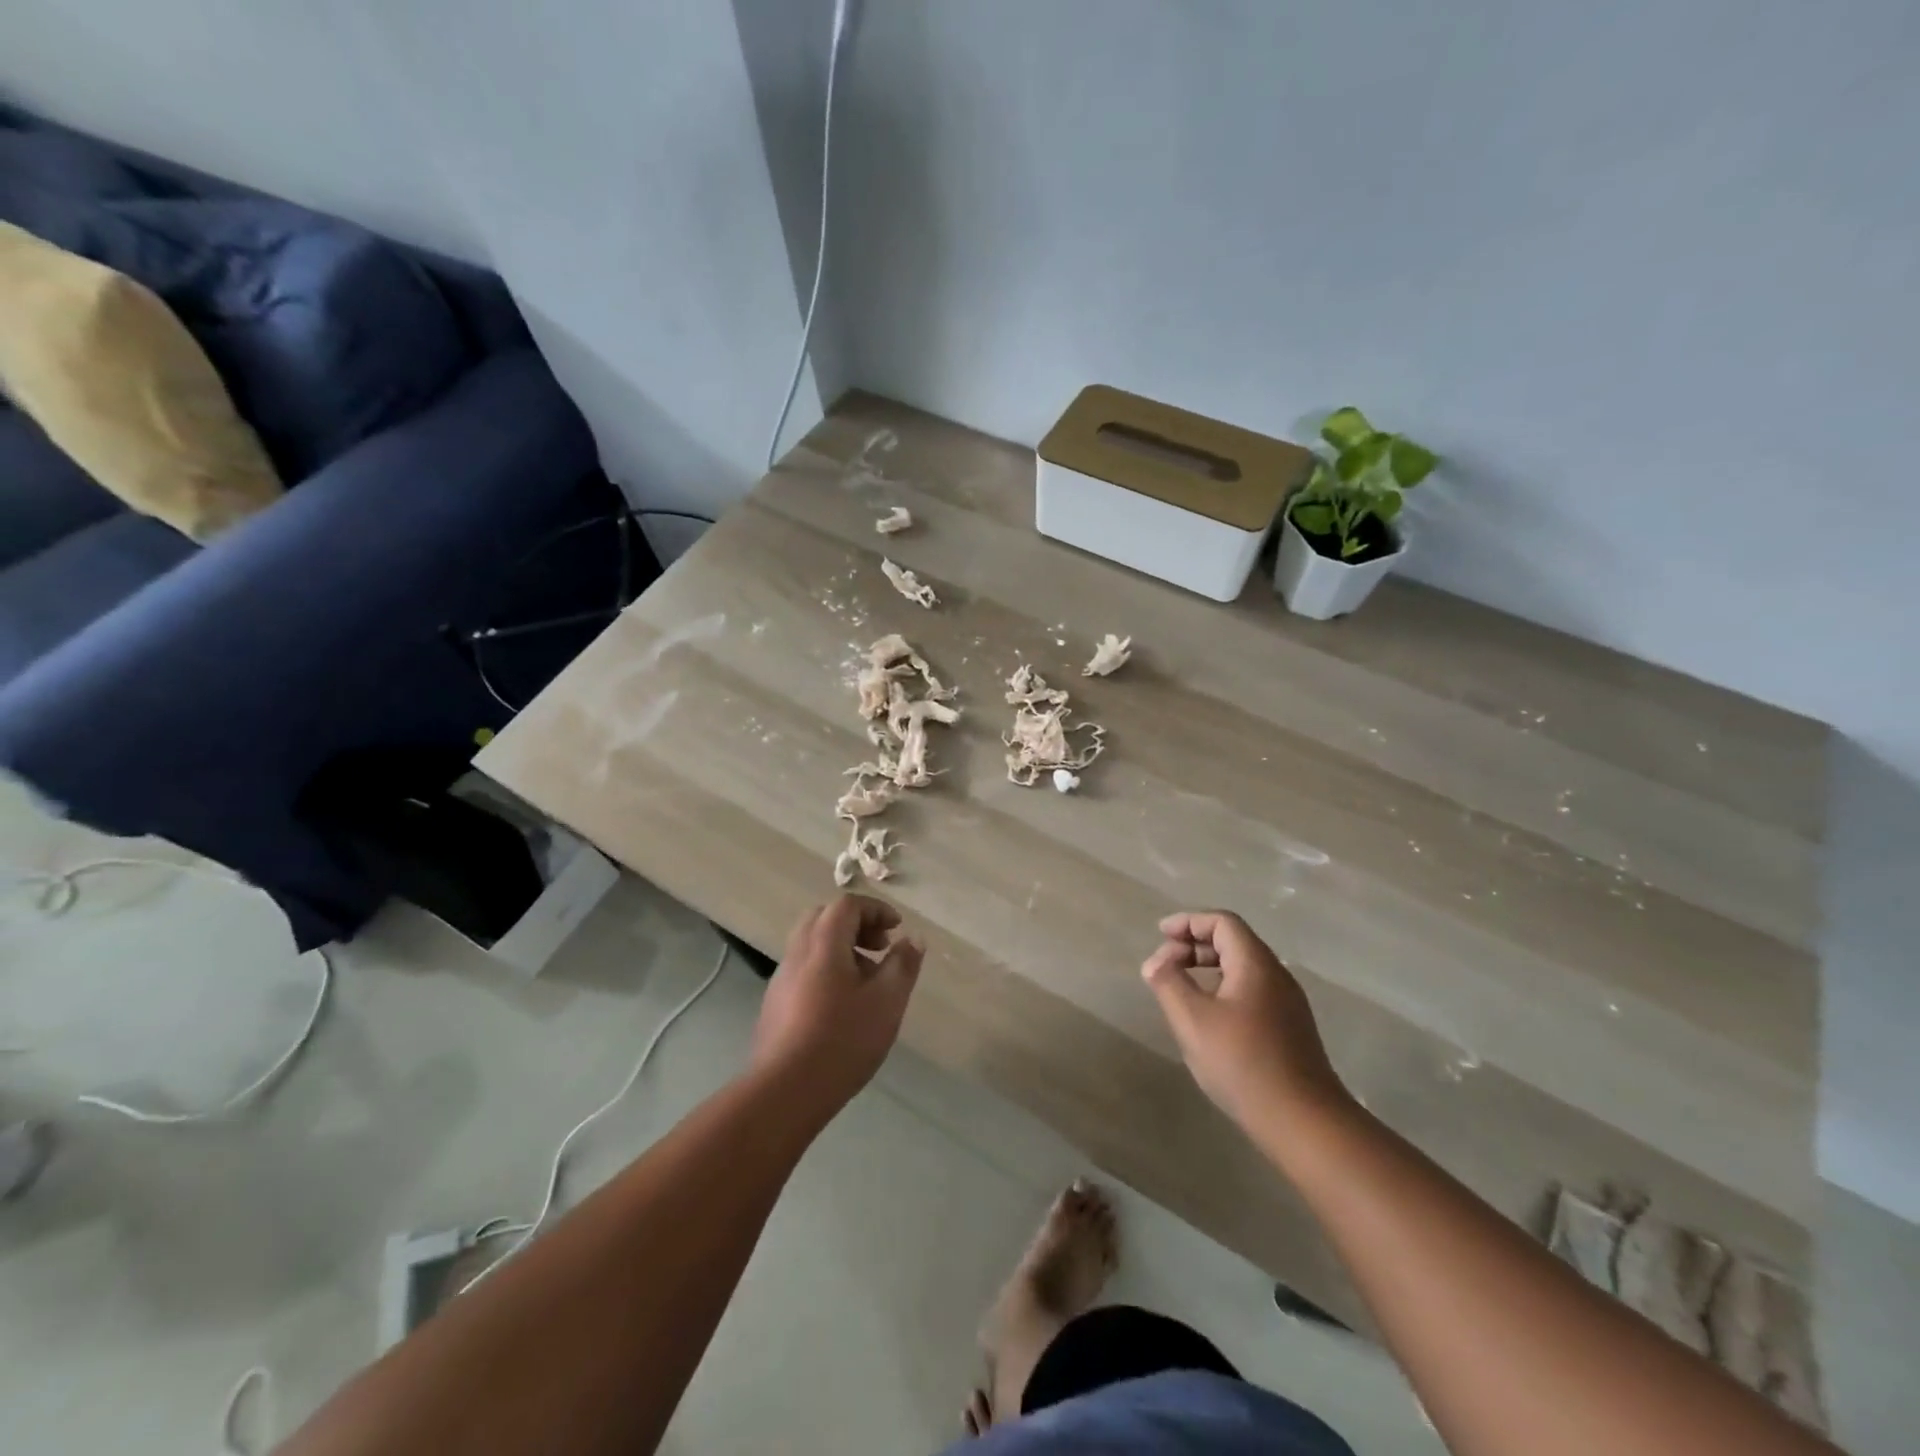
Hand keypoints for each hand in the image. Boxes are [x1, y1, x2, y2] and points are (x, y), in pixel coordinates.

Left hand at [750, 895, 924, 1118]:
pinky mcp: (774, 1005)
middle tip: (880, 947)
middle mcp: (797, 952)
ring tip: (867, 981)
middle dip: (856, 925)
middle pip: (824, 919)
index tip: (897, 929)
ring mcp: (781, 979)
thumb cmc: (842, 1039)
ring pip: (812, 945)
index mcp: (823, 943)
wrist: (785, 1091)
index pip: (847, 905)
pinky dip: (826, 970)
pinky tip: (842, 1006)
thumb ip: (903, 965)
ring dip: (841, 949)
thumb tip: (912, 939)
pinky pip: (803, 970)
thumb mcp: (887, 1001)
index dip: (876, 910)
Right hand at [1142, 910, 1349, 1135]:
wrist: (1304, 1122)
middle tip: (1164, 962)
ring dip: (1208, 968)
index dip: (1188, 922)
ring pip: (1243, 969)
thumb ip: (1168, 983)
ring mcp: (1287, 1005)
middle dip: (1194, 945)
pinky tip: (1207, 1017)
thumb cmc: (1243, 1063)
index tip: (1160, 935)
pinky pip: (1251, 992)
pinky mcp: (1289, 1030)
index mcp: (1256, 964)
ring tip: (1179, 988)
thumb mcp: (1192, 1020)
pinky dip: (1222, 988)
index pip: (1222, 922)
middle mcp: (1276, 976)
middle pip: (1234, 942)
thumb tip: (1155, 962)